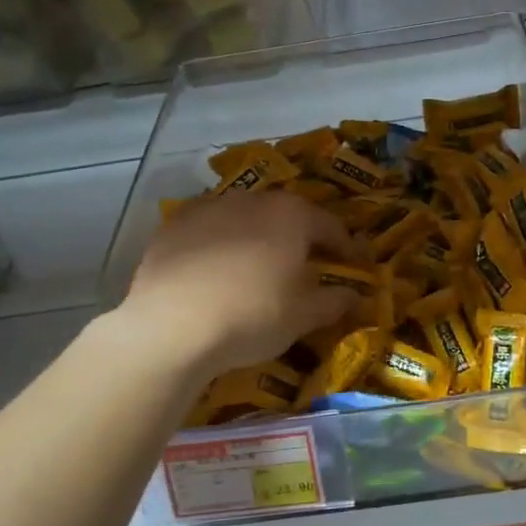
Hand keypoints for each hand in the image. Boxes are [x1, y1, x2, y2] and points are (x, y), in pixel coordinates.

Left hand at [120, 190, 356, 377]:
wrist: (172, 325)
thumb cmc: (252, 316)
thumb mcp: (303, 316)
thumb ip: (334, 301)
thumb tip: (354, 296)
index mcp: (292, 215)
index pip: (330, 226)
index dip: (345, 247)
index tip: (354, 264)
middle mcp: (253, 199)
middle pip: (286, 215)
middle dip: (299, 237)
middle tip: (306, 264)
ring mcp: (209, 207)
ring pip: (244, 218)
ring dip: (257, 236)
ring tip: (257, 267)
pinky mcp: (174, 225)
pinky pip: (208, 229)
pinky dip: (218, 243)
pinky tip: (215, 269)